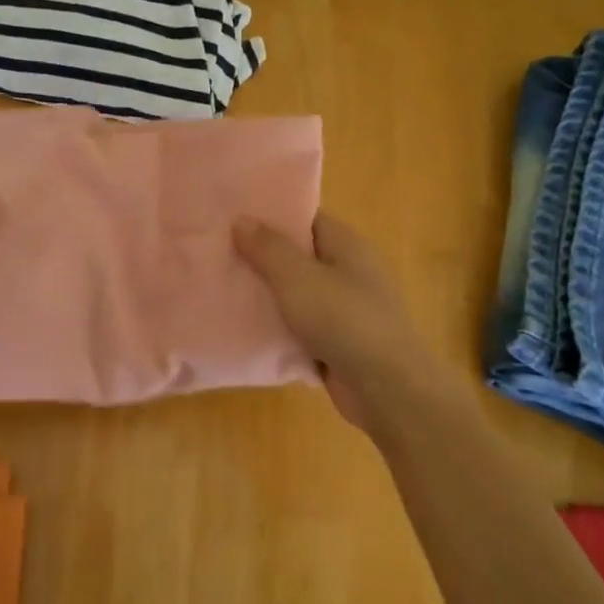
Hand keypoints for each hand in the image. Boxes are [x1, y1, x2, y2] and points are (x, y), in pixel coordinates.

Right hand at [234, 212, 441, 432]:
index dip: (269, 215)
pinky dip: (275, 327)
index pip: (304, 218)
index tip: (231, 216)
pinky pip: (298, 326)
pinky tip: (242, 327)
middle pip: (297, 256)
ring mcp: (343, 309)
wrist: (387, 388)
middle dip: (259, 256)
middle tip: (215, 253)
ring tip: (219, 288)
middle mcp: (347, 272)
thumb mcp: (299, 278)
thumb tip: (242, 219)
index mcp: (346, 245)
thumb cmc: (345, 321)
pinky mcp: (335, 342)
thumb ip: (268, 248)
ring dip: (264, 295)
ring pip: (295, 294)